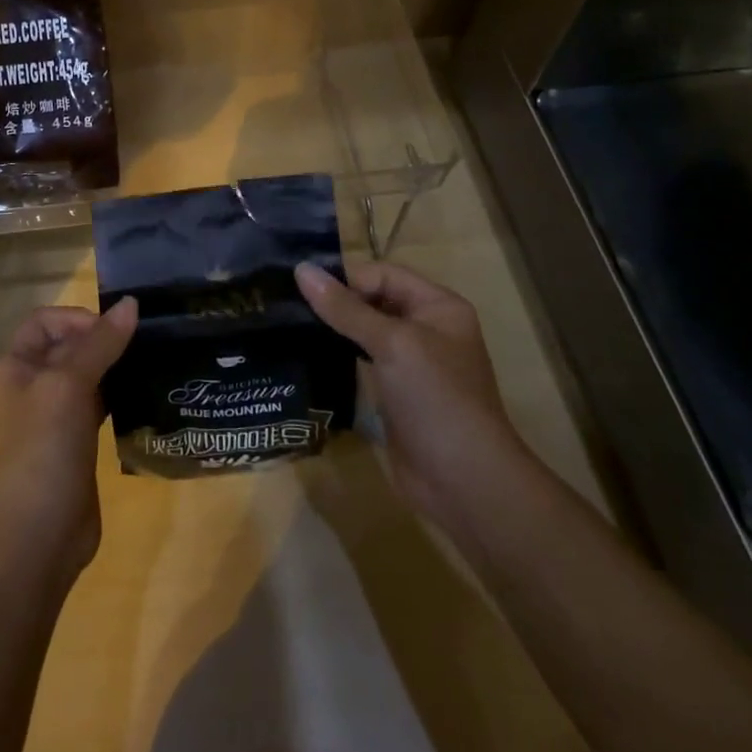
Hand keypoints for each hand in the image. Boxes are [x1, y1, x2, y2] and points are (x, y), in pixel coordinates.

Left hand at [0, 298, 136, 574]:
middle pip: (63, 348)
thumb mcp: (70, 386)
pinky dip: (112, 398)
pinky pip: (90, 408)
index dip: (79, 319)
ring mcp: (44, 420)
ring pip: (80, 378)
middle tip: (142, 345)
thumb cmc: (42, 450)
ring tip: (146, 365)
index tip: (116, 330)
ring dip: (109, 369)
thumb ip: (100, 343)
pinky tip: (139, 398)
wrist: (35, 539)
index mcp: (8, 368)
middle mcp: (21, 389)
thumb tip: (131, 303)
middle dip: (99, 342)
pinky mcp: (66, 446)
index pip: (44, 322)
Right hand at [294, 261, 523, 521]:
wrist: (464, 482)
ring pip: (364, 331)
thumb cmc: (436, 399)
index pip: (382, 274)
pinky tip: (309, 355)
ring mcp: (411, 363)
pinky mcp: (395, 393)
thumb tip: (301, 269)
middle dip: (335, 301)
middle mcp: (426, 328)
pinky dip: (338, 355)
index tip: (302, 290)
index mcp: (438, 306)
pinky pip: (361, 361)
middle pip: (373, 300)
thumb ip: (345, 308)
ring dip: (333, 328)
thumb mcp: (392, 344)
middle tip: (288, 305)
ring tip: (290, 325)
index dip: (346, 279)